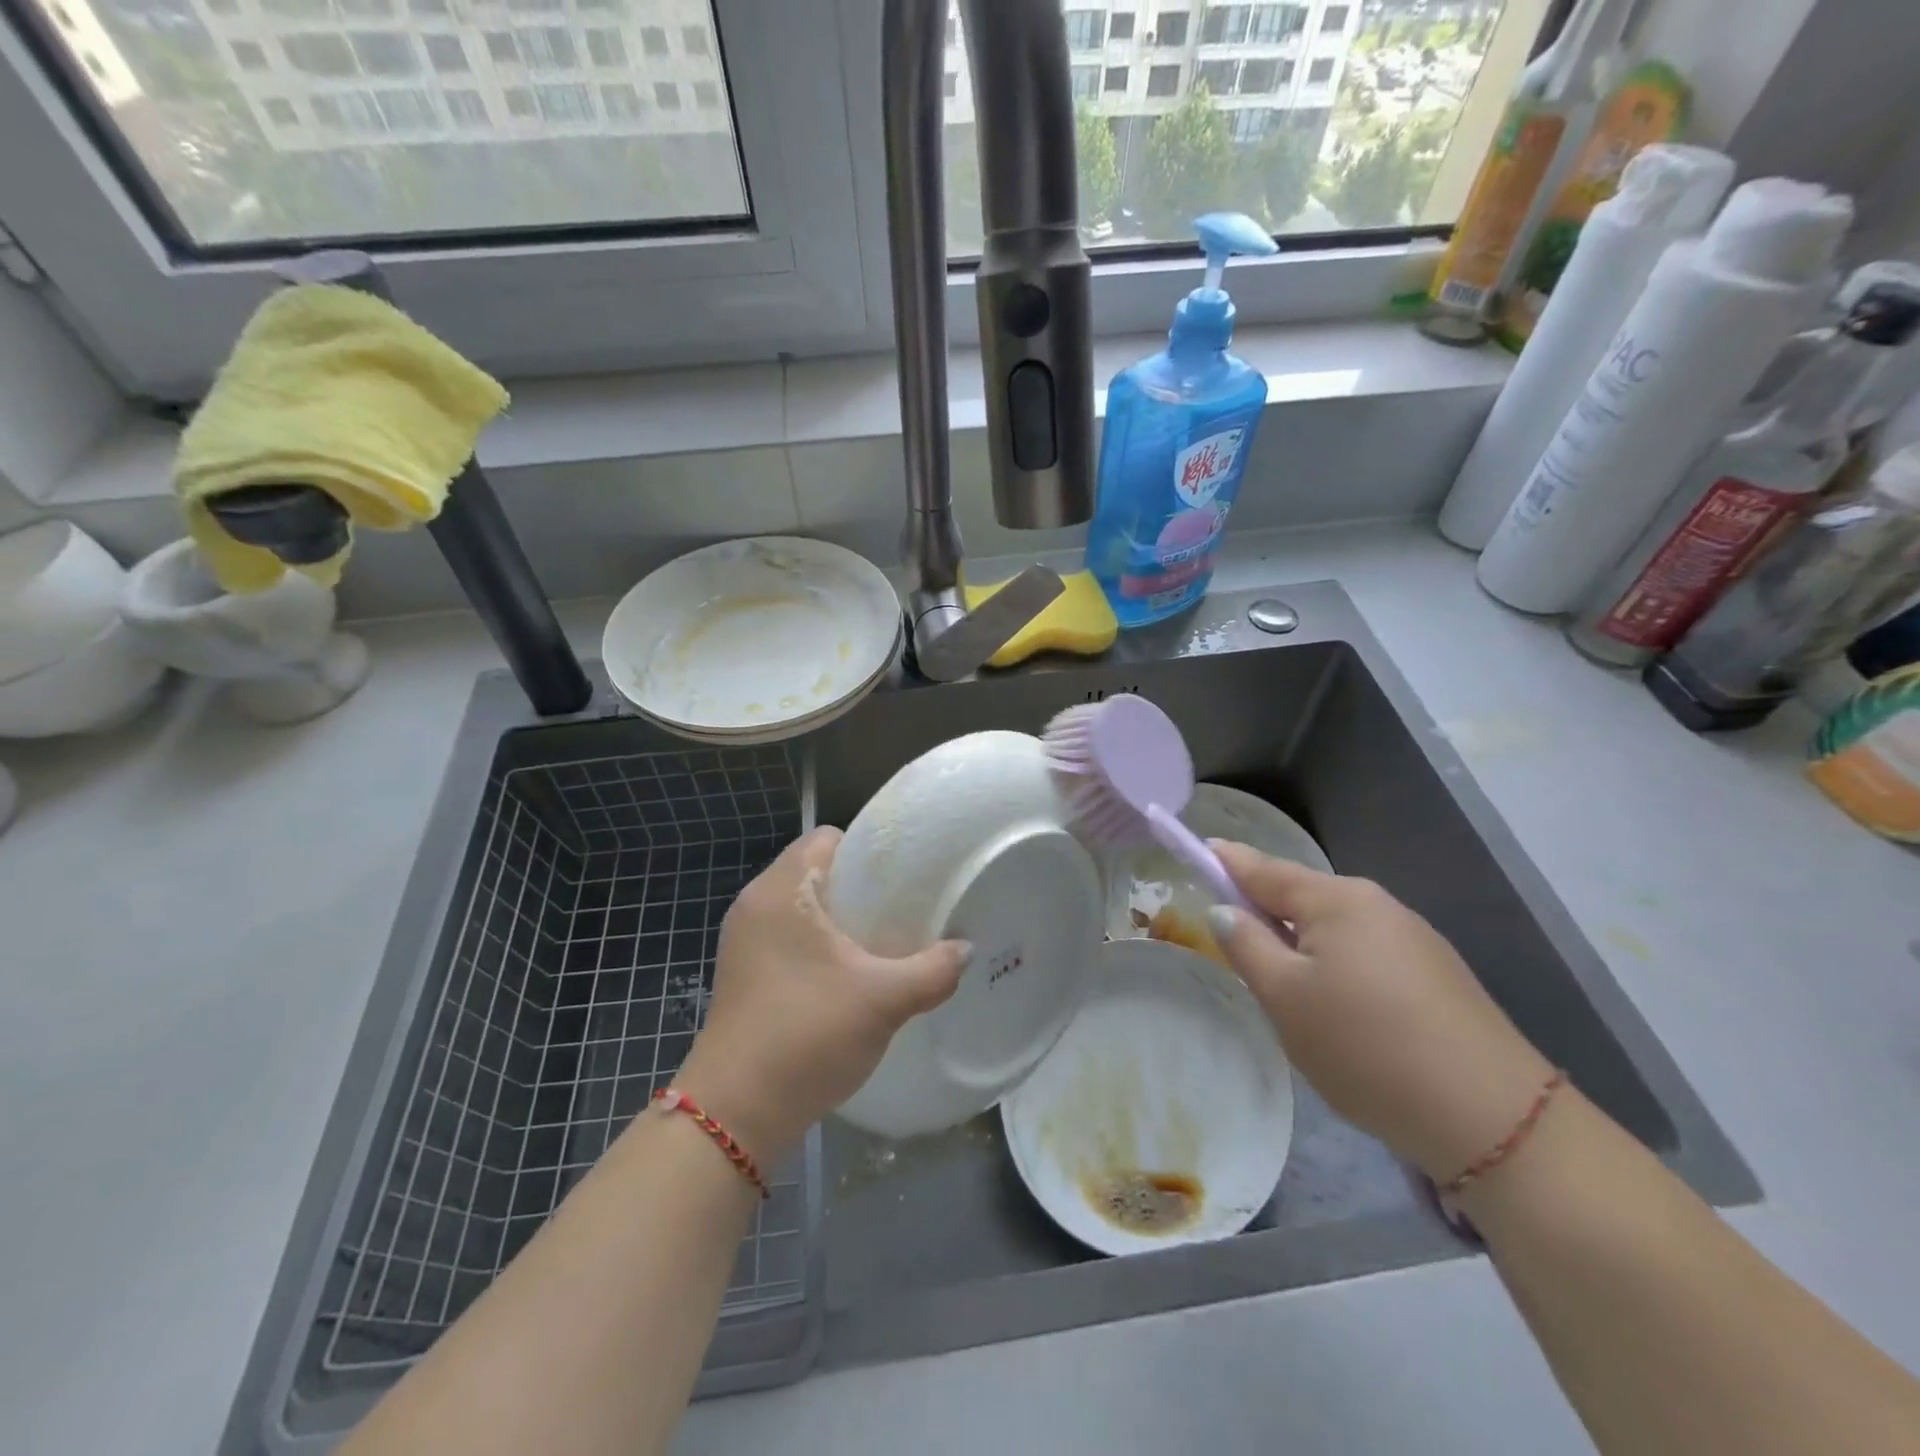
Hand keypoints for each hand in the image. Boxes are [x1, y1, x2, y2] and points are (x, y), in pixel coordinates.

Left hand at [672, 827, 968, 1160]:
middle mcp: (756, 904)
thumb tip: (966, 951)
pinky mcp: (744, 974)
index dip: (868, 850)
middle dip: (861, 887)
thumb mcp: (883, 1000)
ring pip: (804, 908)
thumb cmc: (806, 1035)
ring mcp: (744, 941)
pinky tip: (851, 976)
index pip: (827, 838)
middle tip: (903, 910)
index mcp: (781, 890)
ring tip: (883, 943)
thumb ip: (933, 970)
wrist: (735, 1115)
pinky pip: (790, 938)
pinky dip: (820, 945)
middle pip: (817, 871)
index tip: (904, 877)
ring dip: (841, 920)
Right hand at [1208, 842, 1555, 1182]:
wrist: (1492, 1118)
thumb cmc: (1365, 1046)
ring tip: (1291, 999)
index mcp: (1335, 899)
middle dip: (1266, 915)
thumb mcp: (1285, 997)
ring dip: (1302, 948)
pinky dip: (1338, 969)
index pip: (1262, 868)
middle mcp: (1376, 904)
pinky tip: (1343, 1016)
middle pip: (1301, 898)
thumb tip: (1225, 909)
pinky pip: (1366, 955)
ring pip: (1335, 930)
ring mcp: (1414, 938)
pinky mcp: (1438, 975)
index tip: (1199, 849)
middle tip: (1238, 954)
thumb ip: (1246, 945)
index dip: (1226, 861)